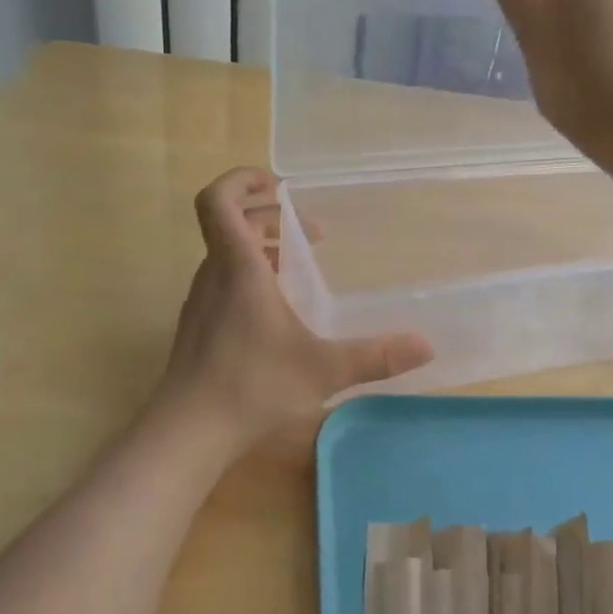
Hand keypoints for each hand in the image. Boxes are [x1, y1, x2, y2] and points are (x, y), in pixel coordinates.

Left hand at [152, 168, 432, 451]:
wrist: (186, 432)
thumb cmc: (252, 387)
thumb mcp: (322, 369)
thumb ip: (375, 356)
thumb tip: (426, 346)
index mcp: (238, 268)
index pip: (218, 201)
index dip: (240, 181)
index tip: (276, 183)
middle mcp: (214, 276)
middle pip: (230, 225)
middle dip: (270, 218)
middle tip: (310, 232)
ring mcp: (201, 303)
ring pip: (227, 255)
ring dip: (260, 248)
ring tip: (298, 266)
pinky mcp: (198, 328)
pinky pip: (223, 283)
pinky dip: (250, 277)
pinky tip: (277, 312)